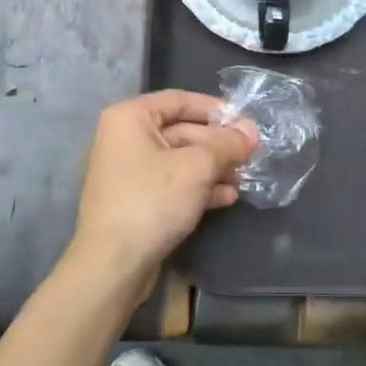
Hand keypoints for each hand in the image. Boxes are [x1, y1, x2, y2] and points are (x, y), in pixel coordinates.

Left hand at [68, 90, 258, 301]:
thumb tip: (252, 131)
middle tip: (251, 155)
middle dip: (218, 145)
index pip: (180, 100)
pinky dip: (198, 187)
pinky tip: (227, 197)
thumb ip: (227, 145)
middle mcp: (125, 138)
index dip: (216, 109)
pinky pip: (172, 183)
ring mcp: (129, 171)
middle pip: (182, 131)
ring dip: (213, 168)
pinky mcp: (136, 200)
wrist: (113, 265)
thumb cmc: (152, 201)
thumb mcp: (197, 167)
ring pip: (180, 160)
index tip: (245, 122)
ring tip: (244, 179)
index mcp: (130, 118)